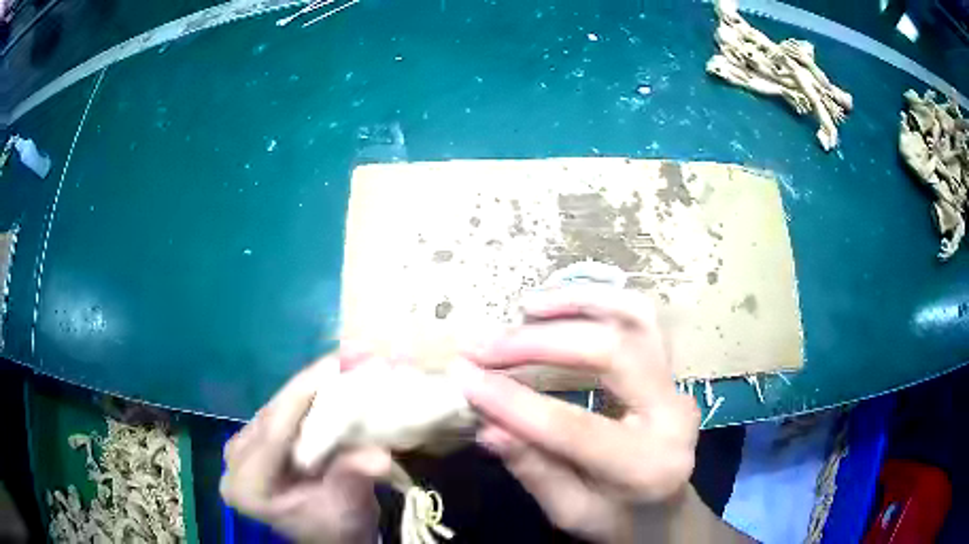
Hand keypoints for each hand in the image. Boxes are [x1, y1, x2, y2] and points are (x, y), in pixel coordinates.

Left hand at [220, 354, 390, 543]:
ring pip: (279, 406)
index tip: (338, 363)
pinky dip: (310, 394)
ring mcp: (242, 446)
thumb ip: (352, 480)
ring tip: (348, 361)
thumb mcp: (347, 510)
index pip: (273, 432)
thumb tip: (379, 457)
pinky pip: (282, 410)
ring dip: (314, 384)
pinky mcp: (256, 439)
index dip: (304, 395)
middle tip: (353, 356)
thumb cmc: (336, 528)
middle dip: (314, 382)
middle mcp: (235, 460)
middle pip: (275, 413)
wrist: (330, 535)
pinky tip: (332, 377)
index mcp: (247, 485)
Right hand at [458, 286, 700, 542]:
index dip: (514, 401)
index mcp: (648, 466)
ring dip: (577, 303)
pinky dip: (599, 301)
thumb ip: (534, 469)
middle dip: (539, 343)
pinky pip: (640, 319)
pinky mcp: (672, 369)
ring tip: (527, 306)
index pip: (575, 426)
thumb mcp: (569, 513)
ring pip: (636, 317)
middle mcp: (674, 414)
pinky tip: (561, 305)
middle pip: (612, 352)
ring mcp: (678, 384)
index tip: (464, 377)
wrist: (666, 509)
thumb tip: (488, 425)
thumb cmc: (618, 518)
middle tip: (485, 347)